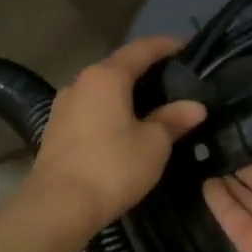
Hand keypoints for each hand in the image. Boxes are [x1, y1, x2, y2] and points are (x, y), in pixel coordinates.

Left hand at [26, 36, 206, 235]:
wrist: (58, 206)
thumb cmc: (113, 167)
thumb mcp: (154, 144)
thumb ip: (173, 119)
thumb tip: (195, 107)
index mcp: (107, 76)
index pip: (142, 49)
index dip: (167, 45)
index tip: (188, 48)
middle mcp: (81, 82)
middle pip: (119, 67)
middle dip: (147, 70)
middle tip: (175, 81)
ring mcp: (64, 106)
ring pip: (103, 90)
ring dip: (127, 93)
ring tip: (153, 106)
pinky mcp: (56, 129)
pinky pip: (91, 109)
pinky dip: (111, 111)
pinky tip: (125, 127)